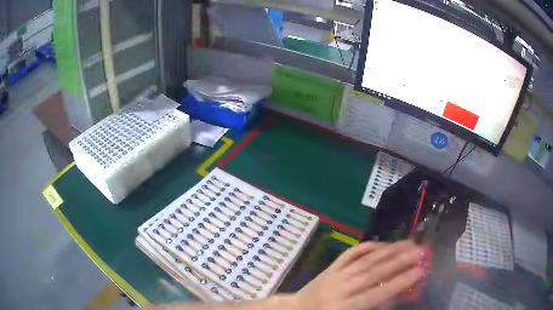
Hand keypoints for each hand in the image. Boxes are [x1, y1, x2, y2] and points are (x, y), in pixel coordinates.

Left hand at [290, 241, 424, 309]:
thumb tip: (397, 294)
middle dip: (399, 261)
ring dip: (388, 250)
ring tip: (408, 243)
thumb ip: (374, 306)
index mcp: (344, 307)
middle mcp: (340, 288)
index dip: (399, 282)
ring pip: (364, 260)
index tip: (420, 271)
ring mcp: (334, 275)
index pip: (376, 294)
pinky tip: (381, 243)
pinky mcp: (330, 267)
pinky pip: (349, 254)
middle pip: (373, 273)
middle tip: (421, 251)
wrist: (296, 309)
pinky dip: (366, 247)